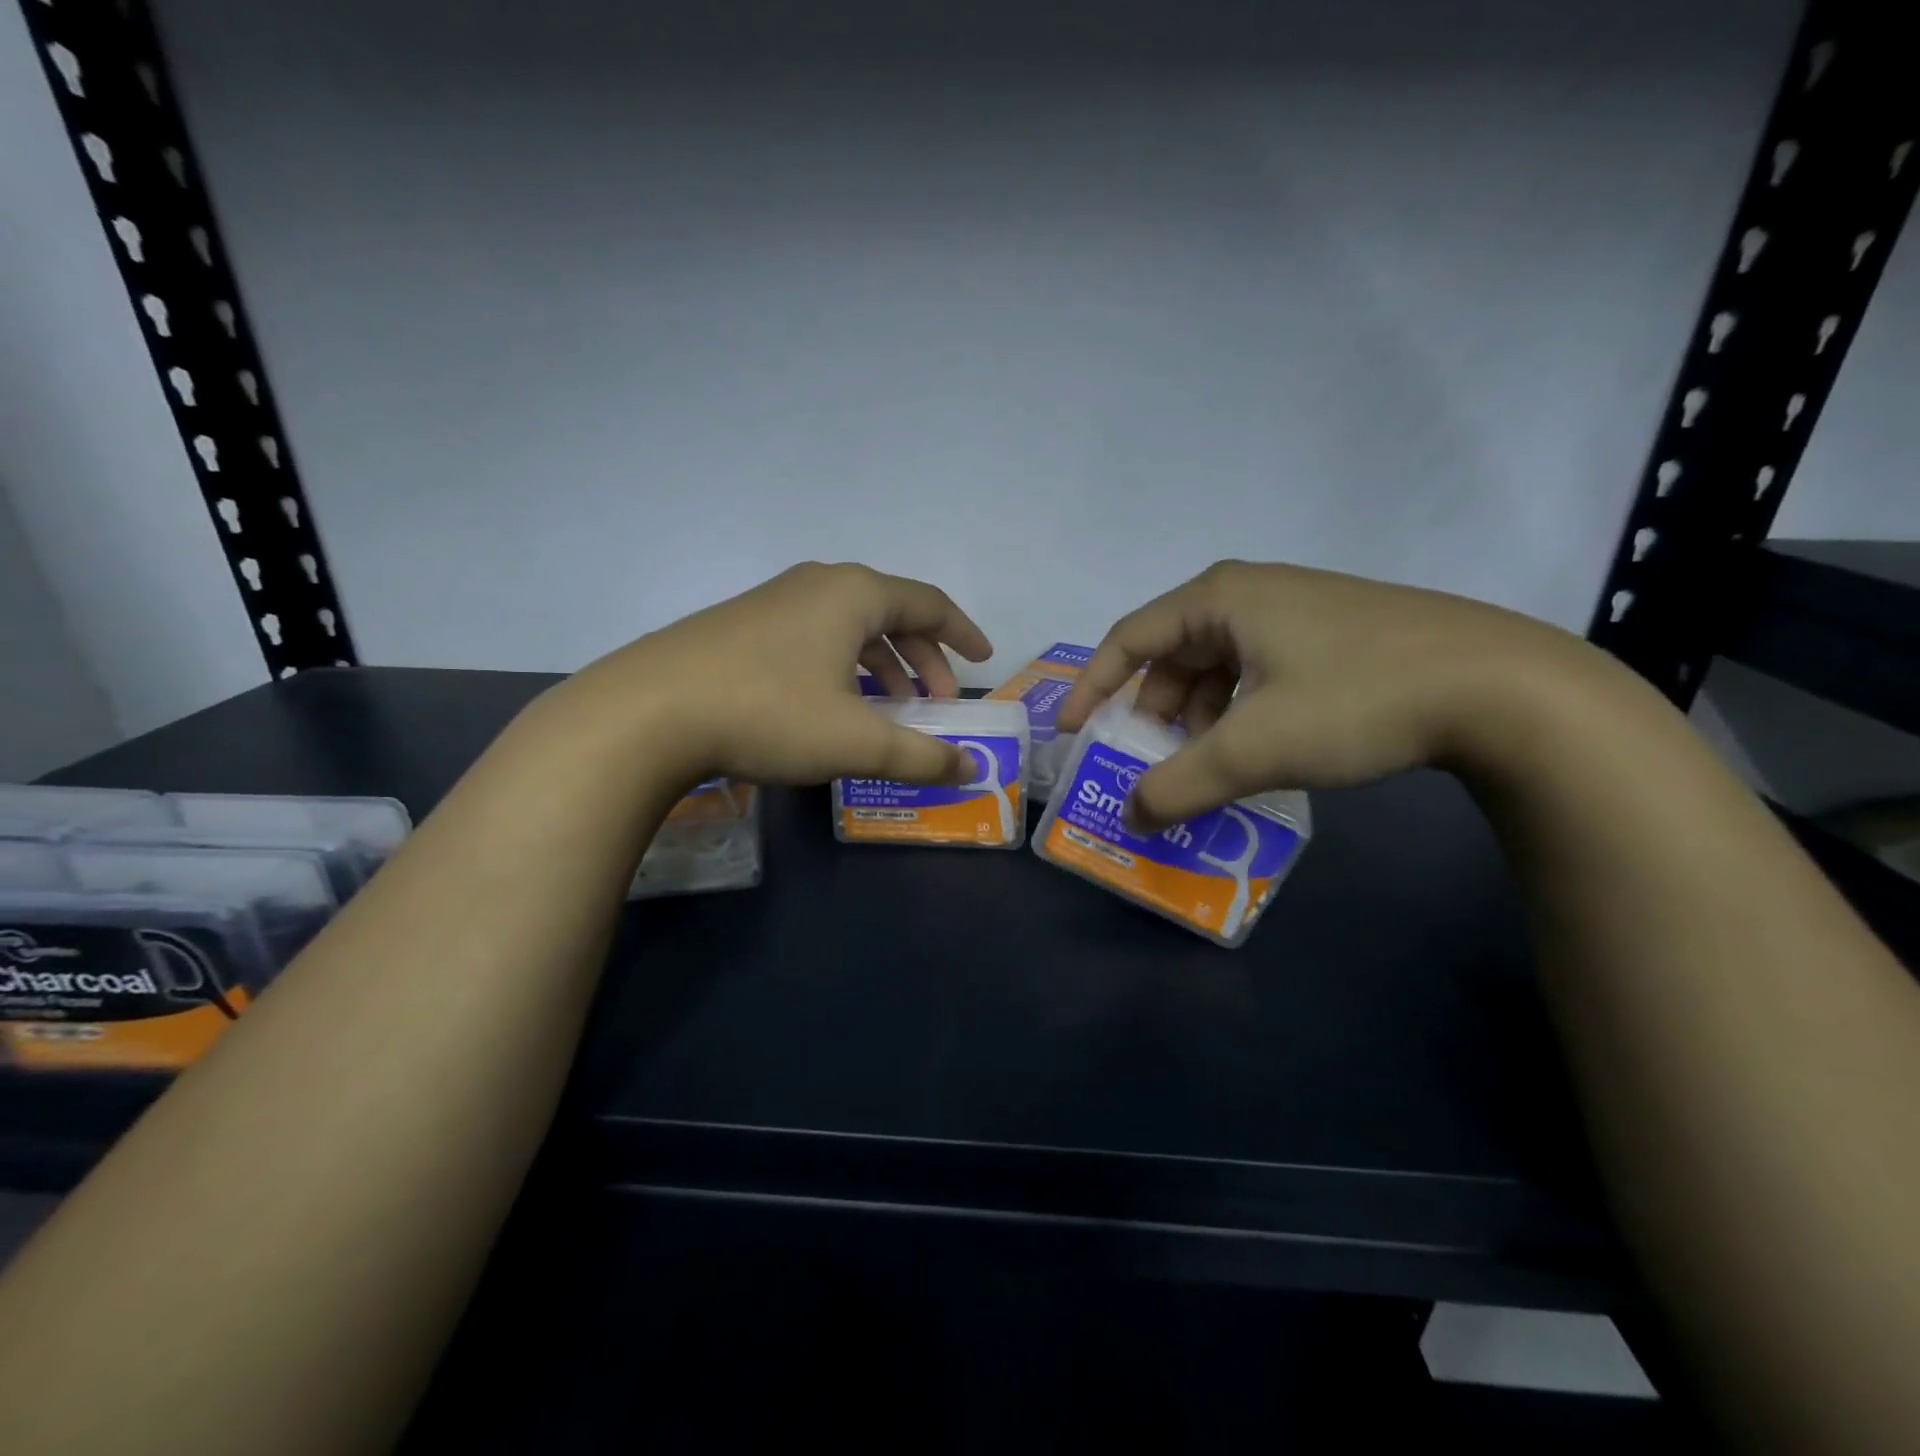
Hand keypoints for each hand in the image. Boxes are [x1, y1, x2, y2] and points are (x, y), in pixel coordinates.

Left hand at [559, 562, 993, 788]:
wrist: (647, 711)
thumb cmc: (769, 712)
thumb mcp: (856, 740)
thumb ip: (921, 756)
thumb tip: (969, 769)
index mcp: (854, 595)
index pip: (929, 603)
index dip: (962, 633)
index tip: (983, 660)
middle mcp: (818, 586)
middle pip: (891, 614)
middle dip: (923, 660)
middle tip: (936, 704)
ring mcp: (775, 602)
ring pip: (849, 629)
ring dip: (882, 667)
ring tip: (891, 711)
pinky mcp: (743, 627)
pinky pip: (815, 639)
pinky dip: (843, 669)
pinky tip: (834, 707)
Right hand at [1056, 560, 1594, 826]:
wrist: (1506, 687)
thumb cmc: (1359, 698)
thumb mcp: (1255, 747)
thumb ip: (1180, 784)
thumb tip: (1131, 815)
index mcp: (1220, 598)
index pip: (1128, 638)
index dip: (1092, 687)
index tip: (1071, 733)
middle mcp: (1251, 593)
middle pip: (1173, 654)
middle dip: (1152, 712)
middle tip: (1146, 761)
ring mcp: (1297, 612)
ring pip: (1218, 667)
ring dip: (1198, 718)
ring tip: (1205, 765)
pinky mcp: (1333, 636)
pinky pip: (1258, 673)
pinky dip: (1239, 713)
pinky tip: (1256, 749)